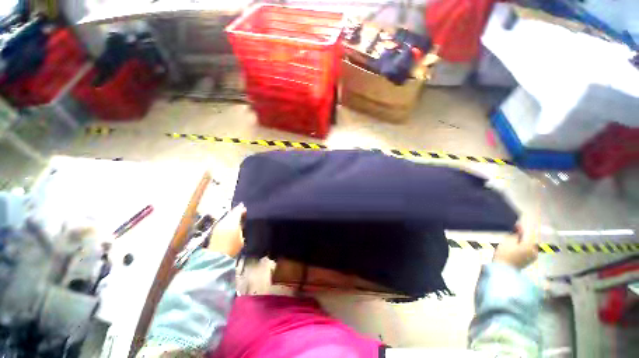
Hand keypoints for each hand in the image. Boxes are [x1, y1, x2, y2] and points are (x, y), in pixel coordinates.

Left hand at [207, 203, 245, 256]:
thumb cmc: (233, 247)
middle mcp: (224, 221)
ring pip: (227, 216)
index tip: (247, 209)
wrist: (217, 256)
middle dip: (237, 211)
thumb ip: (242, 226)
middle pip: (232, 212)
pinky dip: (228, 219)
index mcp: (232, 222)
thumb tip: (244, 219)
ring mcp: (219, 224)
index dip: (242, 209)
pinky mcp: (215, 228)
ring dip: (232, 215)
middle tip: (243, 212)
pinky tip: (231, 223)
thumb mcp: (242, 236)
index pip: (238, 211)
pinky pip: (223, 220)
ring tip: (238, 217)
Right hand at [493, 225, 537, 269]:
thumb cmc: (505, 253)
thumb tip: (519, 228)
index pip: (530, 232)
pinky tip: (514, 249)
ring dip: (522, 242)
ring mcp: (533, 257)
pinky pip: (527, 251)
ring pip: (528, 246)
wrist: (504, 269)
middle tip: (512, 234)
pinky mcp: (529, 262)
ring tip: (512, 241)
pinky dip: (522, 248)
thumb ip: (515, 234)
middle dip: (522, 236)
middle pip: (530, 239)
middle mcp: (535, 250)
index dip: (522, 228)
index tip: (515, 225)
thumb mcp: (508, 240)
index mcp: (531, 244)